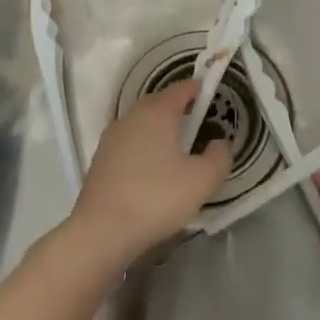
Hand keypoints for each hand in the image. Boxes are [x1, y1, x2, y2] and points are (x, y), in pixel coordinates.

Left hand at [68, 80, 229, 262]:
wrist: (102, 230)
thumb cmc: (158, 197)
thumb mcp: (203, 179)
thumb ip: (219, 157)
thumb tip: (218, 144)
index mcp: (157, 112)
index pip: (181, 89)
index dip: (198, 89)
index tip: (210, 94)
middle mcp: (131, 117)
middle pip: (158, 104)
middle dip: (178, 109)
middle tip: (198, 122)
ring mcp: (111, 139)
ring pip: (142, 125)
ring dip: (159, 130)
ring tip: (177, 148)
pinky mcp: (100, 161)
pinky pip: (130, 144)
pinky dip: (144, 148)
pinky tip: (153, 170)